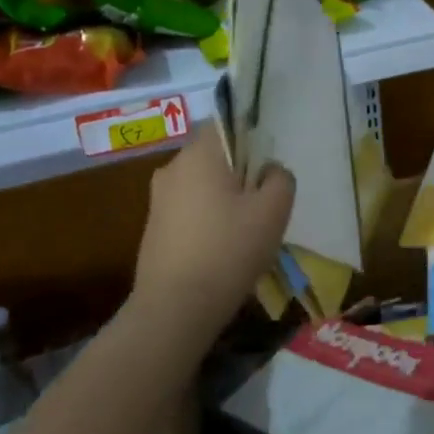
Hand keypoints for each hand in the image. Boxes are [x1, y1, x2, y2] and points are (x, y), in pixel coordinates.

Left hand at [129, 123, 294, 330]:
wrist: (175, 309)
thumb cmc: (229, 249)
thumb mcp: (274, 210)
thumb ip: (281, 178)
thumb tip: (270, 171)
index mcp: (199, 155)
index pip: (224, 124)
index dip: (250, 140)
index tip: (266, 169)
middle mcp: (172, 169)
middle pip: (214, 157)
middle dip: (240, 174)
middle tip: (263, 205)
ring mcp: (158, 201)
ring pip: (201, 187)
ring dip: (224, 200)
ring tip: (246, 233)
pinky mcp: (152, 230)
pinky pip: (189, 211)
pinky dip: (207, 222)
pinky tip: (223, 251)